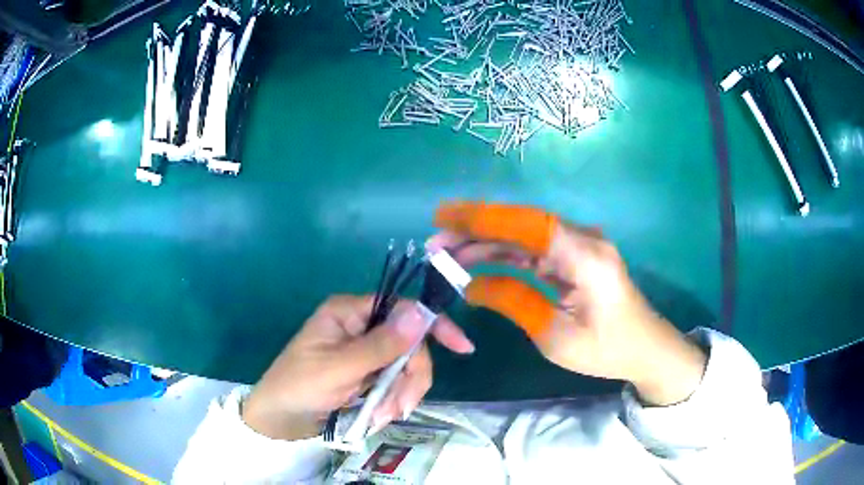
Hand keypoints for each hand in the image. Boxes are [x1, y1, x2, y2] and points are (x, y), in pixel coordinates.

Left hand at [242, 295, 473, 439]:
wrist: (280, 419)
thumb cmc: (300, 386)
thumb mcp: (340, 368)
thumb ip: (381, 344)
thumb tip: (421, 313)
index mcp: (350, 312)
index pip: (401, 308)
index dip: (433, 325)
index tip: (462, 347)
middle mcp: (360, 327)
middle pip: (408, 344)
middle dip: (407, 379)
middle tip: (398, 409)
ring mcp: (364, 352)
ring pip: (404, 368)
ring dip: (398, 395)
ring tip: (380, 418)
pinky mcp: (366, 374)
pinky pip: (394, 383)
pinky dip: (391, 401)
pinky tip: (376, 416)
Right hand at [429, 201, 706, 405]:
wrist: (646, 348)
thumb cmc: (607, 349)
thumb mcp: (556, 336)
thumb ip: (513, 302)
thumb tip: (471, 286)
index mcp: (585, 256)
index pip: (527, 224)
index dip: (482, 217)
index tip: (443, 216)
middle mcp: (583, 240)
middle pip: (522, 224)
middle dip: (476, 229)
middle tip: (436, 242)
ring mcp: (581, 246)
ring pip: (525, 235)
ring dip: (487, 242)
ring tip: (448, 253)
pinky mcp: (577, 257)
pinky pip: (536, 249)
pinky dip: (506, 254)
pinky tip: (479, 262)